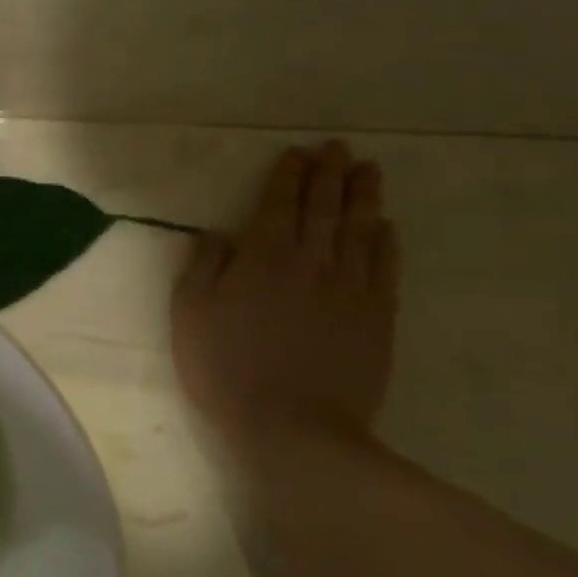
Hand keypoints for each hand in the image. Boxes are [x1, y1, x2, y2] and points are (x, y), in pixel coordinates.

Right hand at [172, 141, 400, 461]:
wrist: (294, 429)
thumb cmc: (227, 370)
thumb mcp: (190, 316)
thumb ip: (201, 267)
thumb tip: (217, 234)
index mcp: (263, 257)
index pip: (279, 203)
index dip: (289, 175)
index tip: (297, 153)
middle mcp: (311, 261)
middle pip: (324, 208)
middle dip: (329, 173)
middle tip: (338, 148)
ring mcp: (350, 288)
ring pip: (360, 229)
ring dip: (363, 196)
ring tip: (368, 170)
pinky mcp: (377, 317)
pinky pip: (385, 268)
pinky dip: (387, 241)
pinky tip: (387, 226)